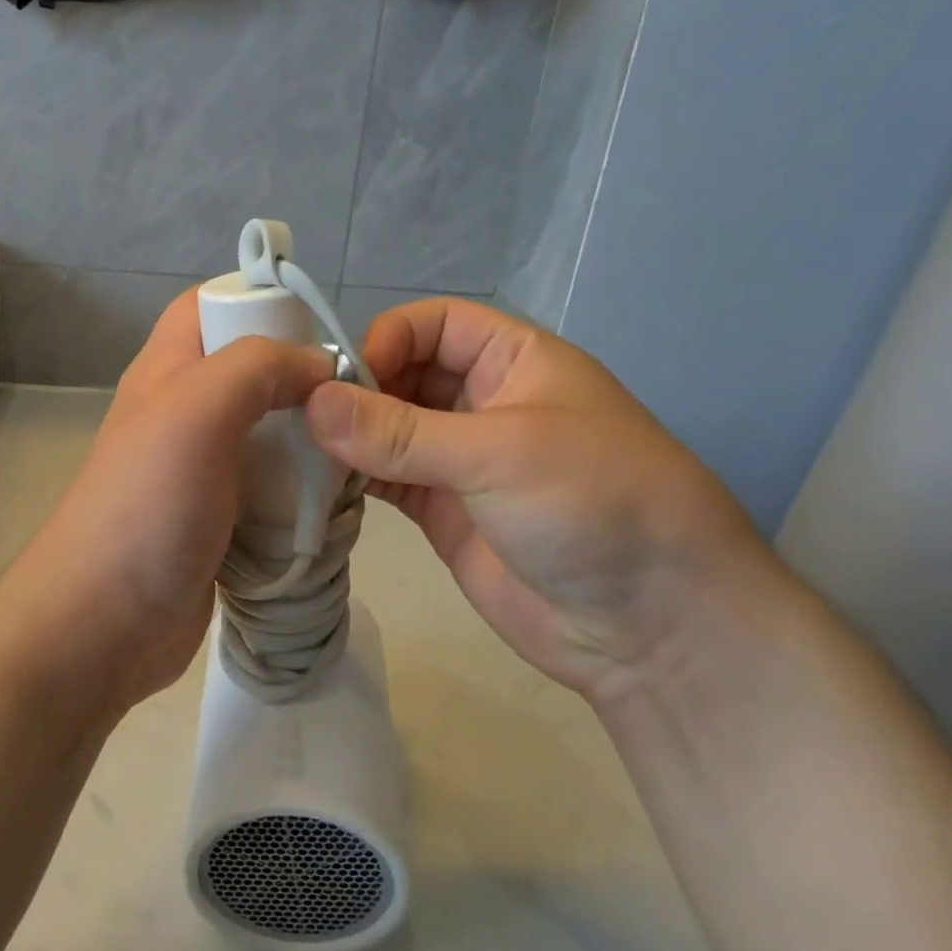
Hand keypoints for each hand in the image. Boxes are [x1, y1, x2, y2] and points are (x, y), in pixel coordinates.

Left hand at [0, 292, 333, 718]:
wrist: (104, 626)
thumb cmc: (146, 508)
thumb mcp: (195, 412)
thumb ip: (255, 368)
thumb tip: (317, 367)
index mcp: (167, 373)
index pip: (211, 305)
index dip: (261, 300)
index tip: (321, 327)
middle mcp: (182, 414)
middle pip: (250, 371)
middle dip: (301, 377)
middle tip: (354, 398)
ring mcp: (201, 471)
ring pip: (267, 432)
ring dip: (309, 439)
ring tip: (357, 451)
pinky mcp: (221, 521)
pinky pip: (271, 488)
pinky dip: (302, 490)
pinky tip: (334, 502)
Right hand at [303, 298, 781, 700]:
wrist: (651, 626)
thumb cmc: (592, 505)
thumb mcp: (499, 452)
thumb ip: (400, 432)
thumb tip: (311, 404)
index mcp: (516, 362)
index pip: (436, 324)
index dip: (388, 339)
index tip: (344, 380)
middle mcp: (484, 403)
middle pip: (404, 375)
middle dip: (358, 390)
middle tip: (305, 419)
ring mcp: (461, 462)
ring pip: (388, 430)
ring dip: (349, 437)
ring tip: (301, 451)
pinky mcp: (442, 512)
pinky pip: (387, 480)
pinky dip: (354, 479)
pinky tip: (320, 484)